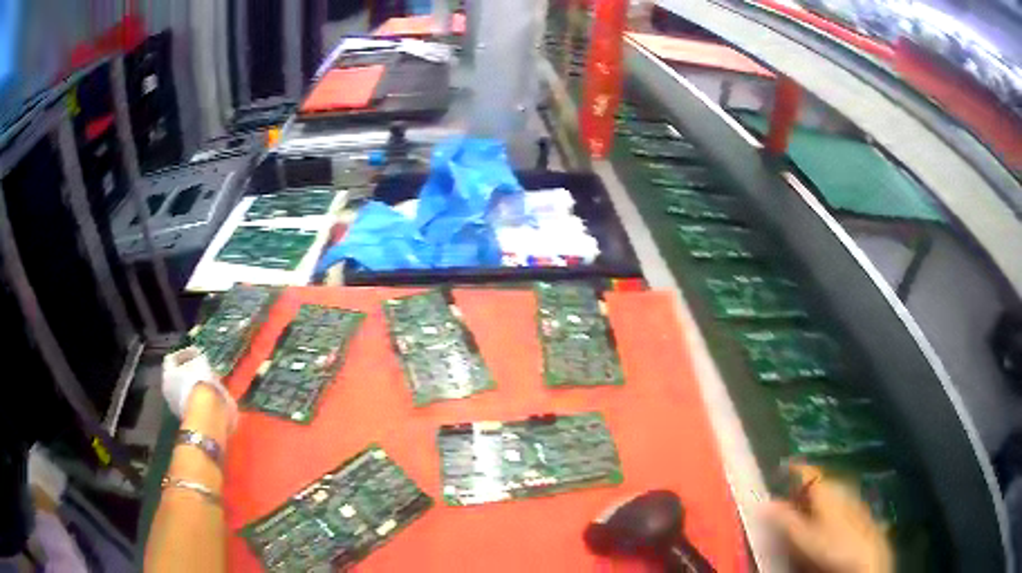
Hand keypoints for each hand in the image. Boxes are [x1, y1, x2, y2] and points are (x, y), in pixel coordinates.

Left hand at [162, 347, 235, 430]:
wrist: (208, 415)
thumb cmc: (199, 383)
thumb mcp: (200, 362)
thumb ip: (198, 356)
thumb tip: (199, 356)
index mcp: (167, 374)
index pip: (171, 358)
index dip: (183, 353)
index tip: (196, 352)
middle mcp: (168, 390)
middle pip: (177, 376)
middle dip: (189, 372)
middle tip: (202, 368)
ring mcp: (176, 407)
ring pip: (185, 391)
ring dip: (196, 386)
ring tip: (210, 383)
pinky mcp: (189, 418)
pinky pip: (193, 403)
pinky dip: (200, 399)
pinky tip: (211, 397)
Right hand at [763, 465, 892, 572]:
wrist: (866, 554)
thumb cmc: (833, 543)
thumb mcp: (803, 536)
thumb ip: (783, 519)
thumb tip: (762, 503)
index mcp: (826, 489)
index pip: (807, 472)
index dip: (794, 468)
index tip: (783, 466)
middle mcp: (840, 488)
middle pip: (819, 483)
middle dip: (804, 487)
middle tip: (788, 496)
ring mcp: (852, 499)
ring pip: (831, 493)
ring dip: (816, 498)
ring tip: (803, 510)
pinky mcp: (858, 512)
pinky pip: (839, 503)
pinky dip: (828, 507)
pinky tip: (825, 522)